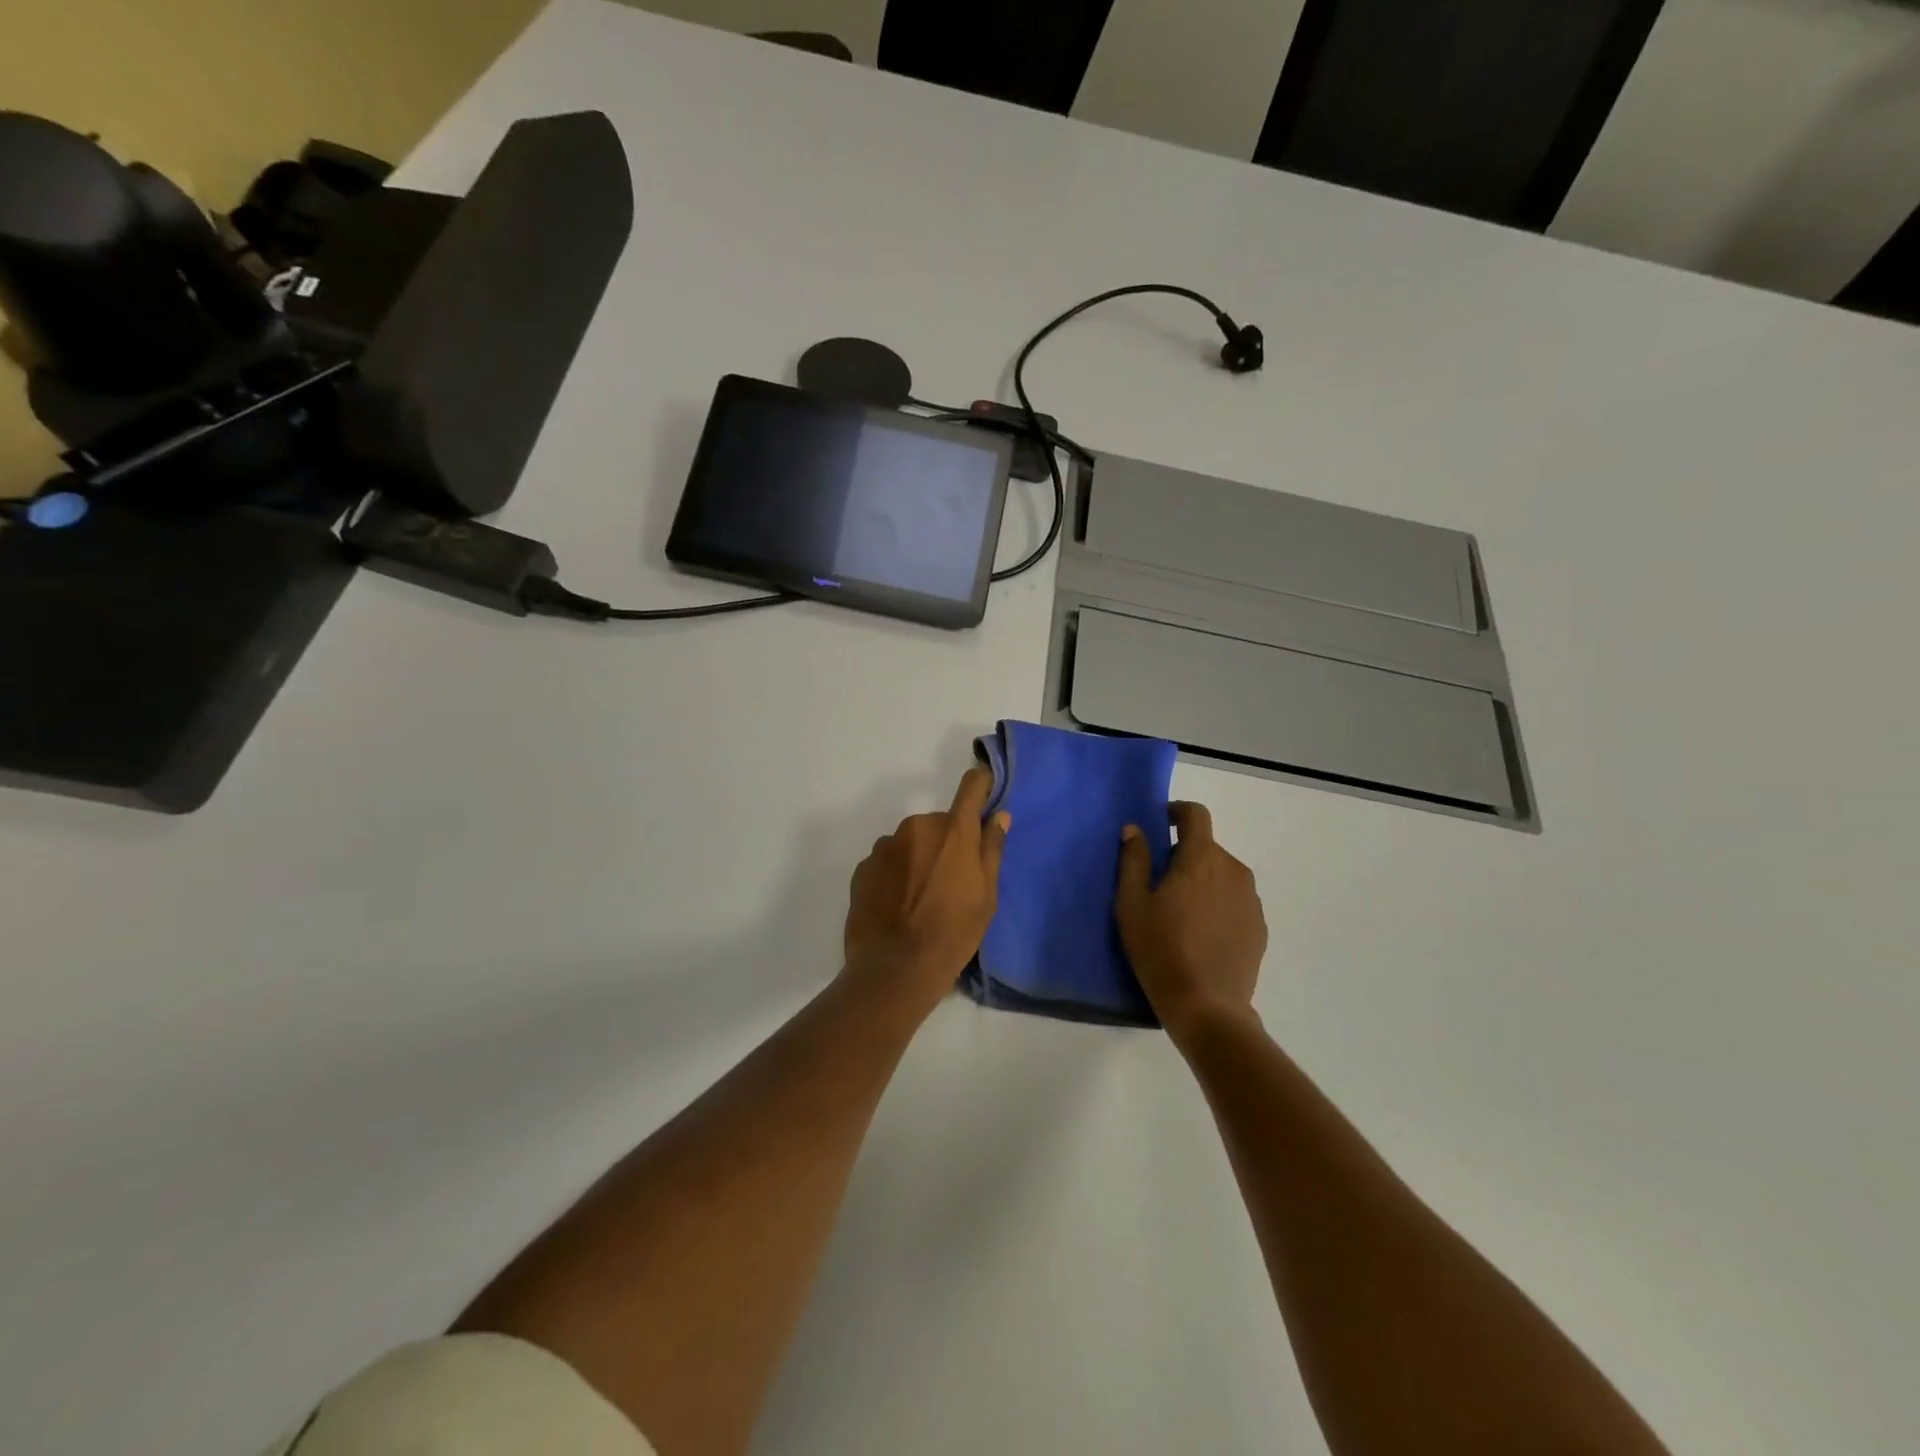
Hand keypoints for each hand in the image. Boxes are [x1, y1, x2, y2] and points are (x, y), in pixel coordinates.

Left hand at [842, 766, 1010, 1017]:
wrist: (896, 968)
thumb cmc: (953, 932)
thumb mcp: (987, 896)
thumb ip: (992, 850)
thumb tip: (999, 816)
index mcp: (954, 830)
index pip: (971, 786)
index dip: (981, 784)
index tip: (985, 791)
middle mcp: (917, 826)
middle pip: (939, 823)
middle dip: (946, 842)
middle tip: (950, 880)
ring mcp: (886, 845)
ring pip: (910, 842)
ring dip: (917, 858)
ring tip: (919, 899)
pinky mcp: (863, 867)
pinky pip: (887, 861)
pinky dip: (894, 874)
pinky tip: (897, 905)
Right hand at [1116, 802, 1266, 1045]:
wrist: (1207, 1008)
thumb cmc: (1160, 950)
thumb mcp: (1132, 904)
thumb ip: (1133, 860)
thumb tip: (1135, 829)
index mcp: (1202, 858)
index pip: (1196, 814)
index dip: (1177, 811)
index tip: (1160, 823)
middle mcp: (1233, 870)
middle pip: (1207, 847)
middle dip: (1184, 854)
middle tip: (1159, 881)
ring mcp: (1251, 900)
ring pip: (1222, 874)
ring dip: (1203, 879)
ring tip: (1181, 912)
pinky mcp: (1259, 927)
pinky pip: (1235, 900)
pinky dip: (1218, 904)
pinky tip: (1201, 934)